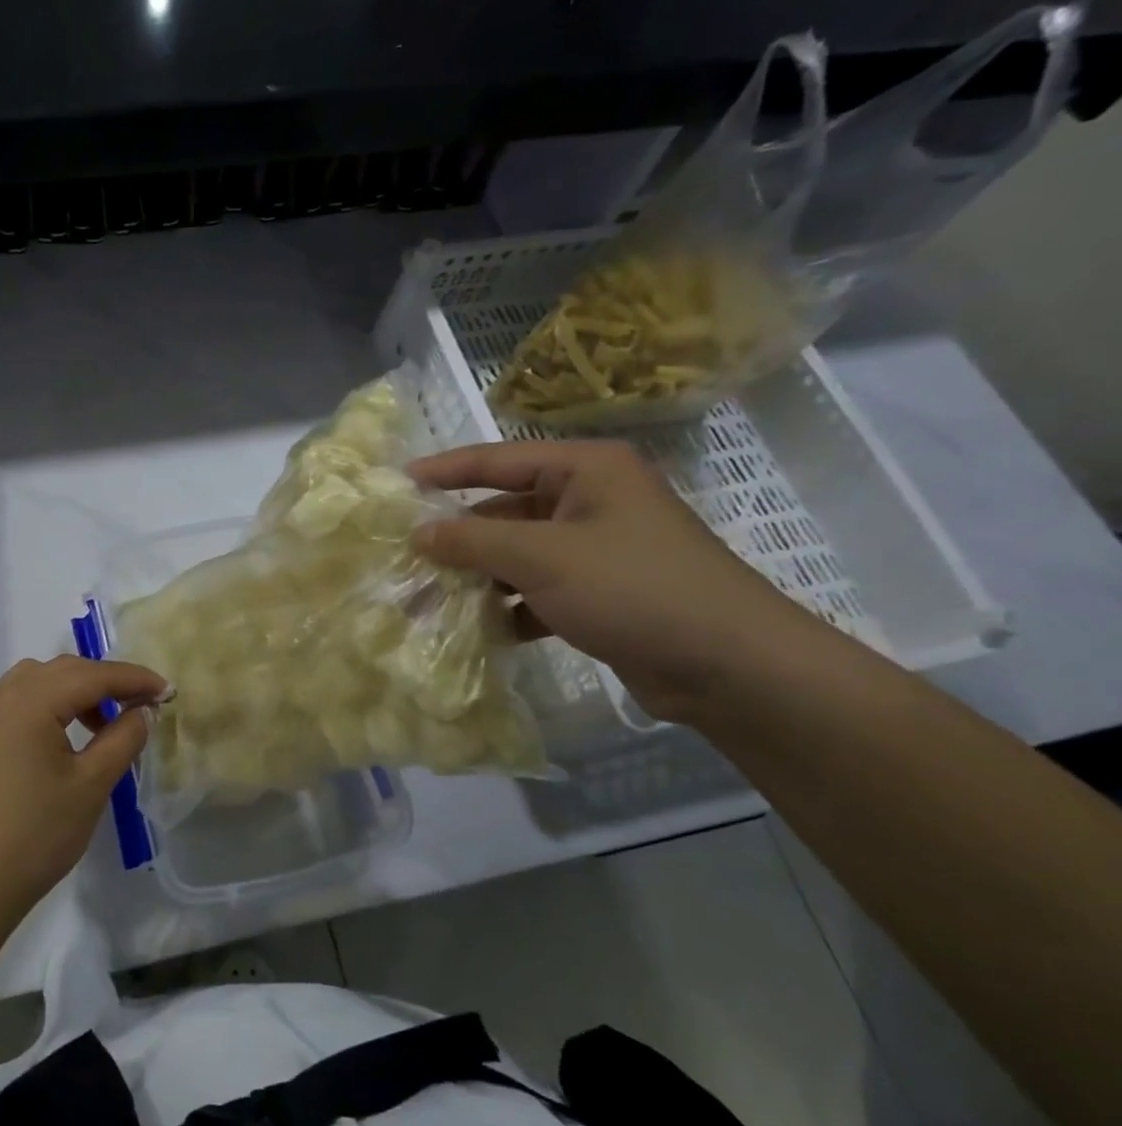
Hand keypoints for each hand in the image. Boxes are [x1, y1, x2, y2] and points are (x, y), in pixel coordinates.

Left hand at [0, 656, 169, 932]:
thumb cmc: (35, 835)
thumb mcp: (91, 785)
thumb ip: (123, 738)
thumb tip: (142, 711)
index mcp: (29, 700)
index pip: (92, 675)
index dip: (134, 679)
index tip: (168, 691)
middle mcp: (0, 696)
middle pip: (64, 670)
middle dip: (106, 681)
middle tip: (141, 706)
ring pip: (38, 681)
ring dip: (75, 691)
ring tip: (103, 724)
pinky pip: (17, 702)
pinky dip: (48, 705)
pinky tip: (64, 738)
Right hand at [409, 440, 823, 720]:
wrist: (728, 666)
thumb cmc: (632, 588)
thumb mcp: (542, 557)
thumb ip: (472, 541)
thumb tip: (418, 533)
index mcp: (585, 471)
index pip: (499, 460)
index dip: (446, 470)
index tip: (398, 484)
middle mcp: (590, 501)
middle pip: (505, 511)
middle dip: (458, 538)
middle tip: (406, 558)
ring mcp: (596, 550)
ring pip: (518, 555)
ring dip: (478, 577)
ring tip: (429, 600)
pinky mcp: (599, 594)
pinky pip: (537, 590)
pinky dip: (509, 607)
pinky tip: (480, 630)